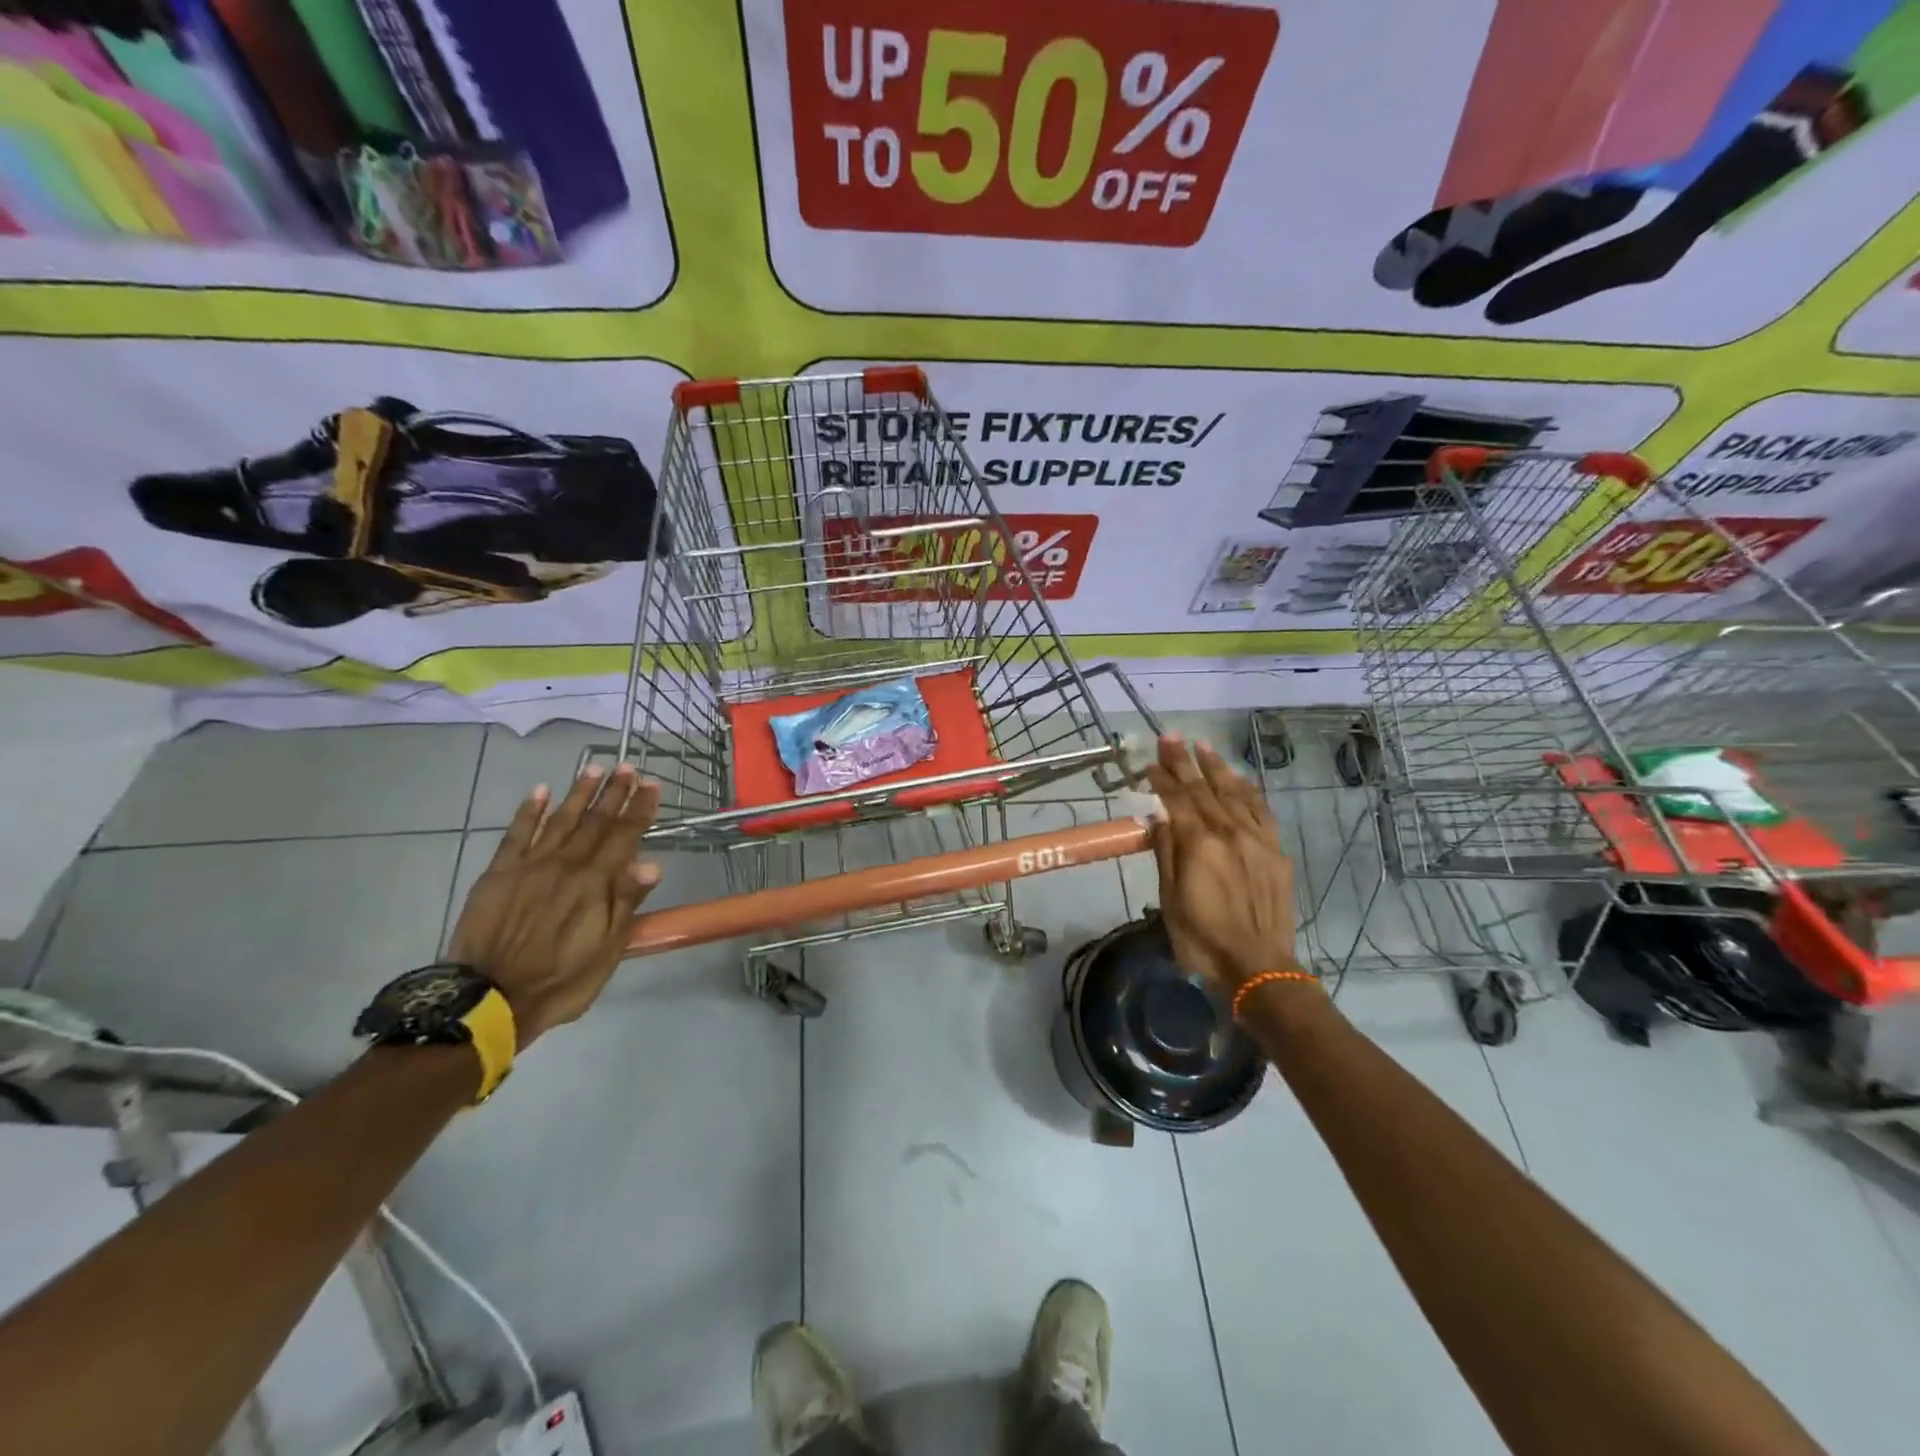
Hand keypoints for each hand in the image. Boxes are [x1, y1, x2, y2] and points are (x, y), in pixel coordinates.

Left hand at [449, 764, 661, 1048]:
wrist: (489, 1000)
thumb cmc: (561, 980)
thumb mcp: (607, 950)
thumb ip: (626, 903)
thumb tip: (652, 864)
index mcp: (596, 883)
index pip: (625, 836)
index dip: (640, 809)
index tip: (652, 784)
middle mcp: (566, 865)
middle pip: (595, 821)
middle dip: (614, 793)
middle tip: (628, 766)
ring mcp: (530, 866)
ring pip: (559, 820)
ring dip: (578, 793)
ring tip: (594, 768)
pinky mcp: (499, 873)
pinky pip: (516, 834)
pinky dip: (528, 811)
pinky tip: (539, 792)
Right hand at [1145, 736, 1298, 989]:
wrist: (1258, 967)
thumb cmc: (1202, 939)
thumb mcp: (1171, 900)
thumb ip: (1166, 853)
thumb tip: (1159, 817)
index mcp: (1199, 844)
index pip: (1176, 800)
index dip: (1162, 778)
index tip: (1150, 760)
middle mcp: (1229, 833)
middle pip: (1203, 790)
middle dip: (1184, 761)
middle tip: (1170, 736)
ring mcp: (1257, 840)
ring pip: (1234, 793)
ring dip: (1217, 768)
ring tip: (1202, 746)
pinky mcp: (1276, 852)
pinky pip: (1261, 811)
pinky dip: (1247, 791)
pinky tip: (1238, 779)